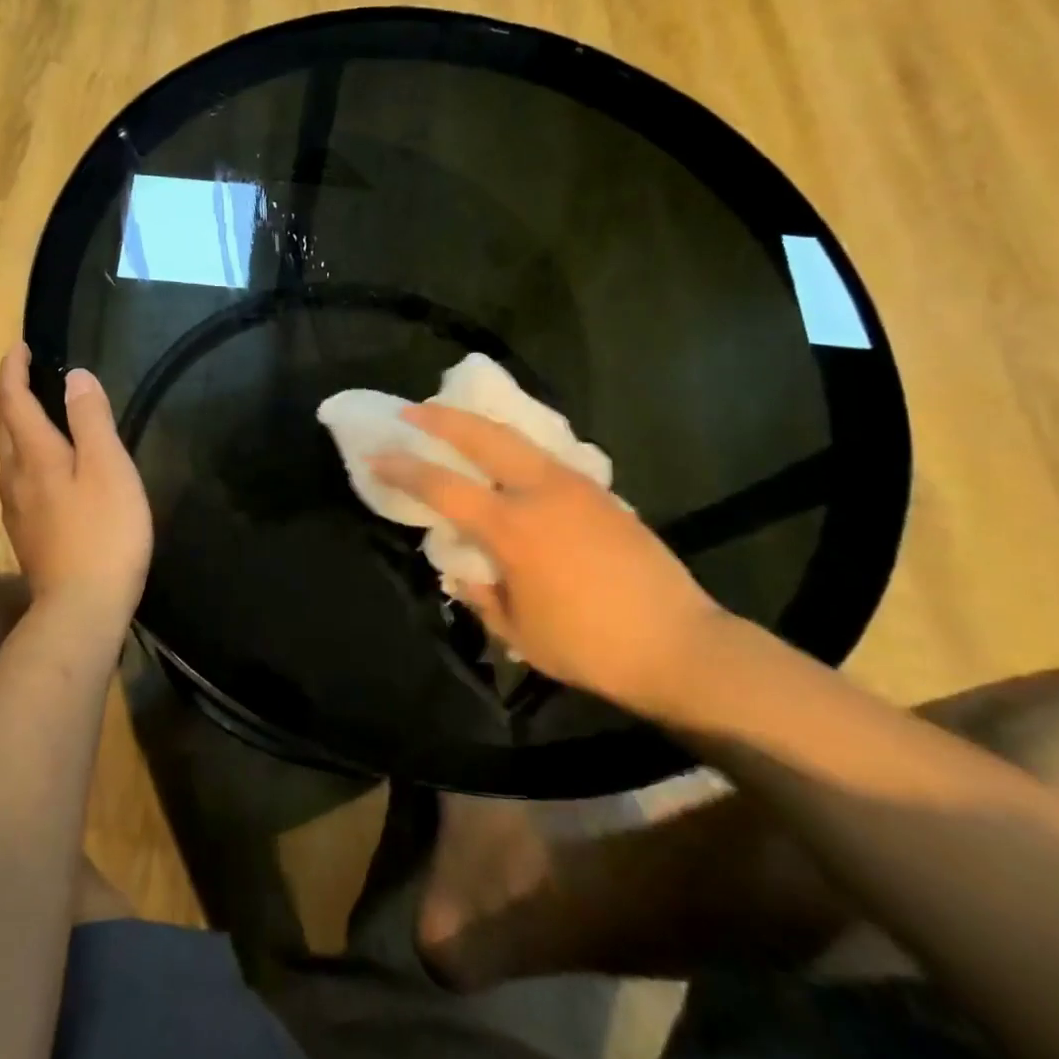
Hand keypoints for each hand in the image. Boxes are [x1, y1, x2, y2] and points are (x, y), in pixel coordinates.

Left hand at [0, 344, 152, 613]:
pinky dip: (26, 455)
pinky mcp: (26, 533)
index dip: (13, 369)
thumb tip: (75, 376)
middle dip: (12, 393)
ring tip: (39, 413)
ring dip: (17, 425)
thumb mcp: (108, 466)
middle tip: (29, 373)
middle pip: (4, 425)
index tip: (20, 346)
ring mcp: (16, 508)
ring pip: (8, 454)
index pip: (12, 399)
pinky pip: (18, 479)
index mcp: (34, 454)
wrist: (81, 608)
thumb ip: (90, 418)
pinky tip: (46, 468)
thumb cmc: (103, 531)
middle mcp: (15, 476)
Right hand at [371, 405, 724, 707]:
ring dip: (480, 426)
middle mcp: (540, 493)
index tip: (376, 454)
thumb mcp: (519, 632)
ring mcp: (575, 486)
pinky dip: (515, 447)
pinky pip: (545, 457)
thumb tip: (462, 569)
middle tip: (412, 411)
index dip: (403, 468)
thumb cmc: (591, 646)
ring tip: (456, 423)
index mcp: (511, 528)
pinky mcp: (601, 493)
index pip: (442, 487)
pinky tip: (508, 460)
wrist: (682, 647)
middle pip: (483, 437)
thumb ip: (481, 593)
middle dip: (442, 418)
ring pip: (518, 439)